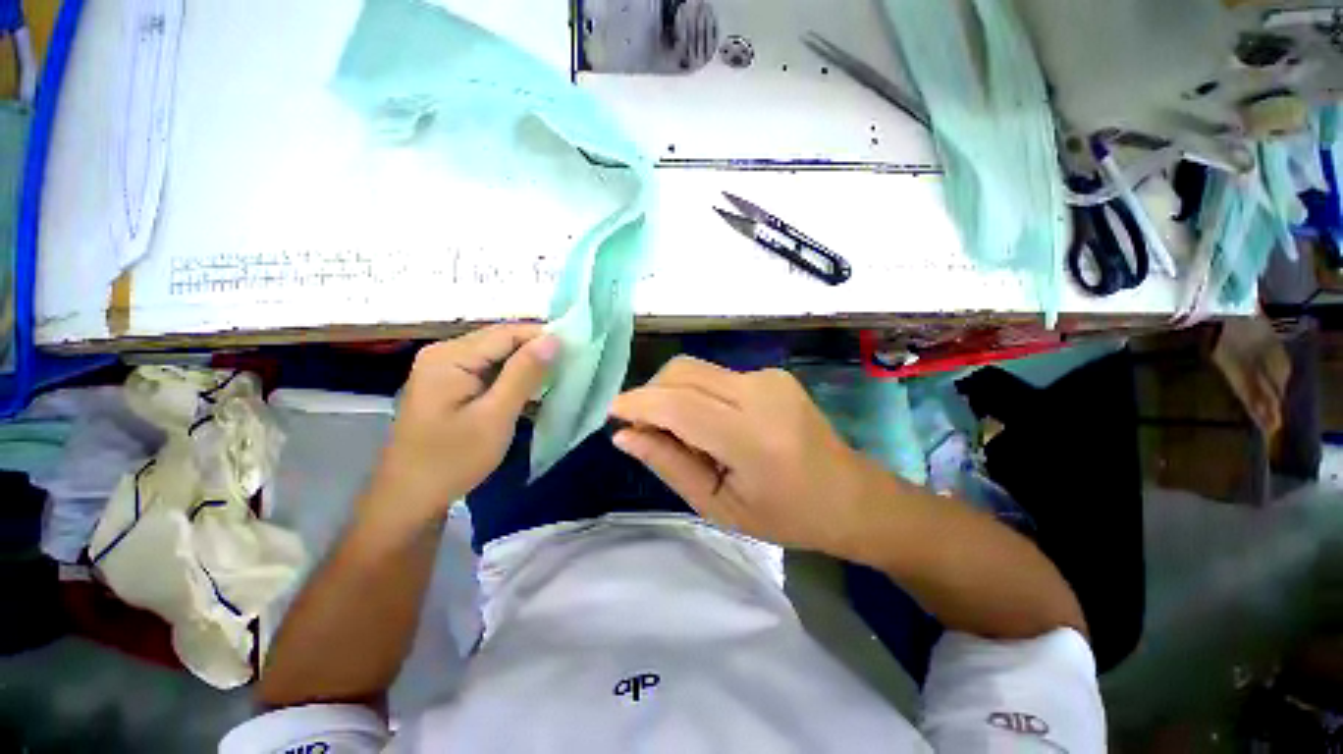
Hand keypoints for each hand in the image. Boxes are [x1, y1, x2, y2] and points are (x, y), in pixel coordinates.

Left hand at [367, 325, 558, 528]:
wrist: (410, 499)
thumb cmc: (453, 459)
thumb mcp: (495, 416)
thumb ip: (524, 374)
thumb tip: (553, 339)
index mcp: (450, 356)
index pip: (507, 332)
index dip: (543, 336)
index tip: (577, 348)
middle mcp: (444, 353)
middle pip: (501, 341)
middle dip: (536, 350)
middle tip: (572, 364)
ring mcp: (445, 369)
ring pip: (497, 356)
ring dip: (527, 365)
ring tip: (559, 376)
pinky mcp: (450, 385)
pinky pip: (488, 371)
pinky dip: (512, 378)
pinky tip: (532, 390)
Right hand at [609, 357, 884, 555]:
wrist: (851, 495)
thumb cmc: (787, 516)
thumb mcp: (720, 506)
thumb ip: (670, 464)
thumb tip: (625, 435)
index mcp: (751, 437)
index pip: (678, 404)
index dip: (637, 403)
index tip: (613, 414)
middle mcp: (760, 393)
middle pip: (683, 372)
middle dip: (651, 393)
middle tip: (642, 427)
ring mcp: (769, 377)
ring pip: (696, 369)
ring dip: (672, 393)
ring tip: (679, 431)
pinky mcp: (772, 373)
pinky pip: (716, 375)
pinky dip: (697, 393)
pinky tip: (708, 423)